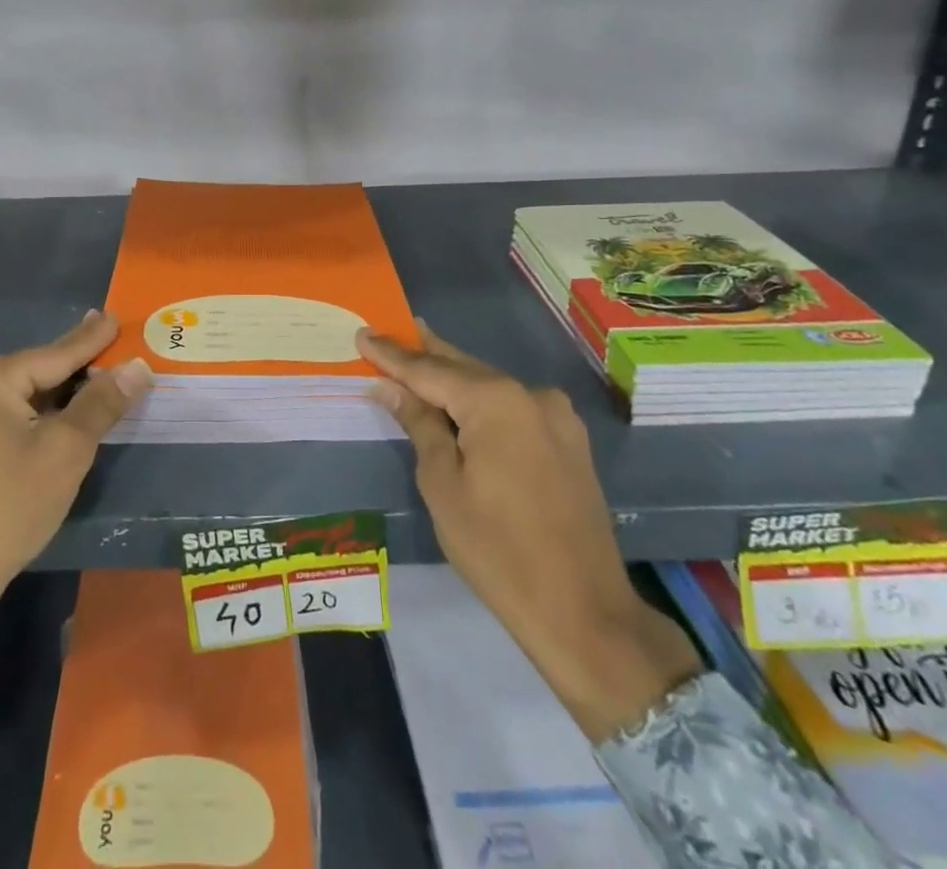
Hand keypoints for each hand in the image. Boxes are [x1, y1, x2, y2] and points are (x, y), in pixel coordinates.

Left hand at [0, 311, 150, 674]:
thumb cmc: (7, 510)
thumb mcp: (66, 453)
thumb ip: (101, 403)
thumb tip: (137, 366)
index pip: (54, 354)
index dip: (91, 340)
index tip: (113, 317)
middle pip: (31, 374)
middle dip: (70, 373)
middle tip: (105, 357)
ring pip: (11, 395)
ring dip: (47, 398)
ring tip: (82, 390)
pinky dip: (21, 416)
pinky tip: (41, 423)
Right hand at [360, 324, 700, 741]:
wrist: (584, 613)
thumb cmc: (497, 549)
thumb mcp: (442, 485)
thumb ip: (419, 425)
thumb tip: (391, 387)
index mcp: (496, 401)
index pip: (429, 370)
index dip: (392, 354)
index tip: (362, 333)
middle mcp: (531, 395)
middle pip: (463, 368)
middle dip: (424, 353)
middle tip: (388, 332)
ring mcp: (557, 418)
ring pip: (489, 386)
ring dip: (452, 377)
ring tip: (416, 359)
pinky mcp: (568, 443)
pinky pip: (512, 408)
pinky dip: (480, 401)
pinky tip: (459, 400)